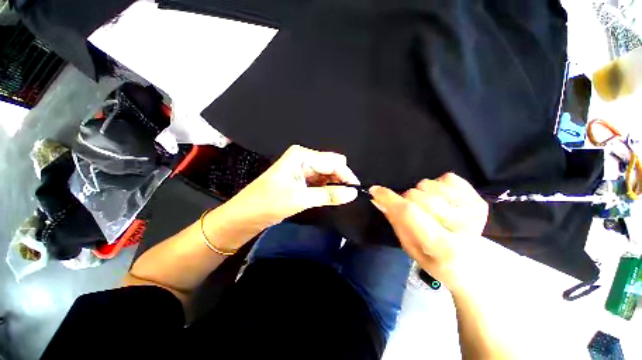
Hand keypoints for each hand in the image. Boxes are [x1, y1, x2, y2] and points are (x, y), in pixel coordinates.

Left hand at [227, 145, 359, 226]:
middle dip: (341, 178)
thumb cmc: (268, 203)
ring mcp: (302, 169)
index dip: (346, 175)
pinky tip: (331, 196)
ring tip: (341, 197)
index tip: (357, 190)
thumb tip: (353, 193)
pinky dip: (327, 188)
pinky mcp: (302, 180)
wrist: (245, 215)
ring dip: (335, 184)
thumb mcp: (300, 198)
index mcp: (302, 156)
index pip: (332, 162)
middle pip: (331, 165)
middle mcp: (303, 159)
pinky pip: (321, 181)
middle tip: (348, 195)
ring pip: (327, 174)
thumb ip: (329, 195)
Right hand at [370, 173, 488, 291]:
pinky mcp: (479, 200)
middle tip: (411, 210)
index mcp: (442, 247)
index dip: (389, 198)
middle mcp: (462, 227)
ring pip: (429, 184)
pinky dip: (438, 185)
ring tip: (428, 207)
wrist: (473, 268)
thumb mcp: (409, 247)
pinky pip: (448, 178)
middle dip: (406, 199)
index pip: (409, 213)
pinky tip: (443, 200)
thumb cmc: (436, 261)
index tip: (375, 190)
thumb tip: (378, 199)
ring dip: (421, 193)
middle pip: (417, 196)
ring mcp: (473, 211)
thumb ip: (394, 221)